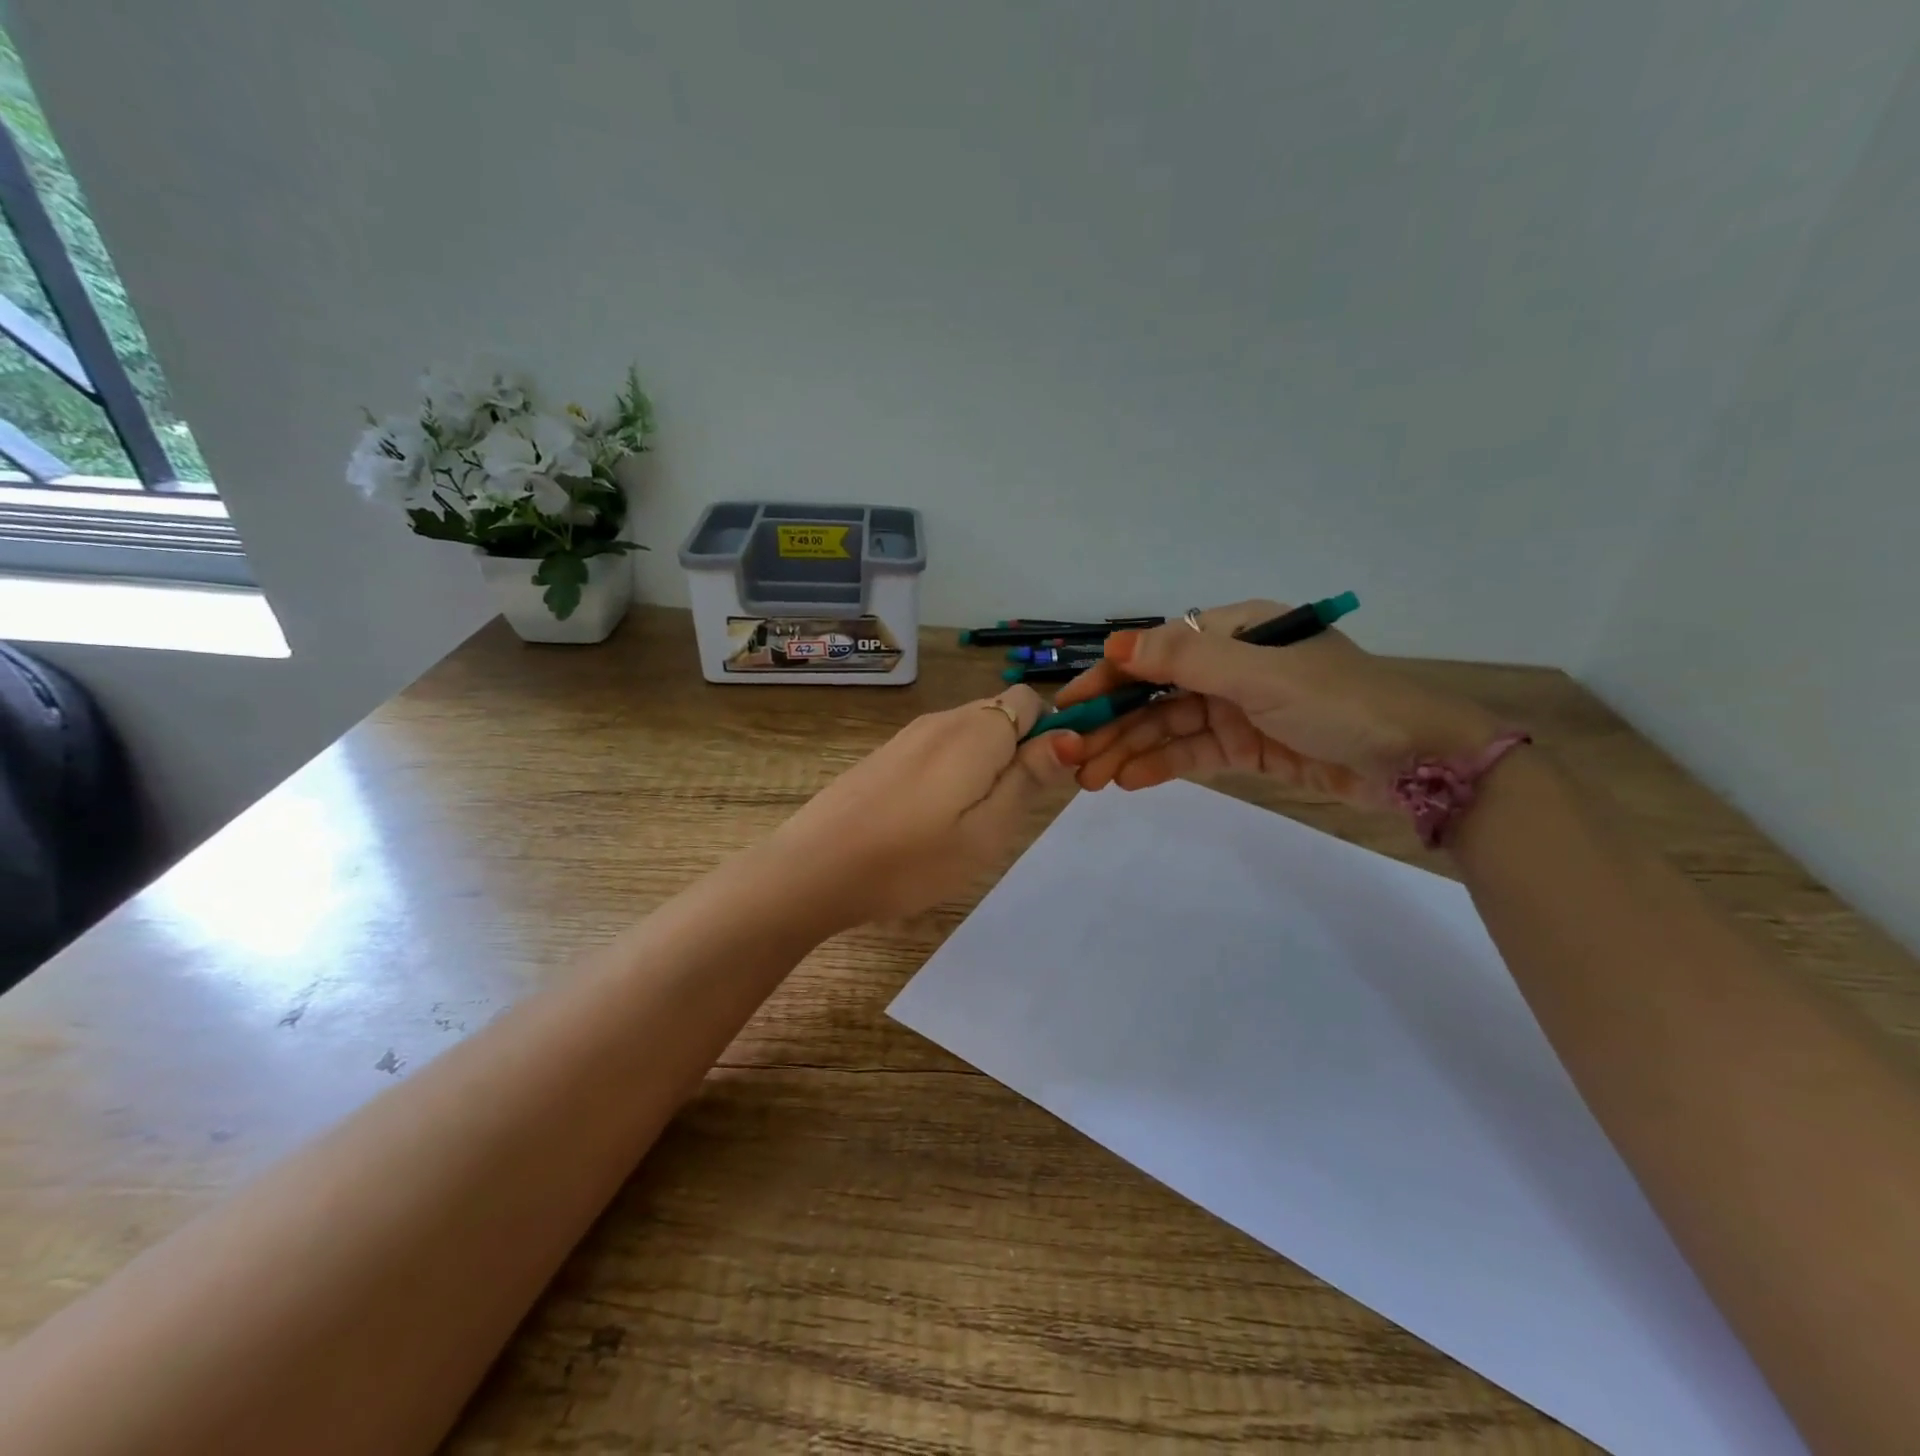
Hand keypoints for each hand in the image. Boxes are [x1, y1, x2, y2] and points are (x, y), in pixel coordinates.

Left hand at [766, 685, 1078, 927]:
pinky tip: (930, 821)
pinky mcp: (884, 756)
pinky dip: (951, 774)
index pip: (1029, 700)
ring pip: (968, 735)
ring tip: (967, 825)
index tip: (1047, 783)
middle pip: (998, 715)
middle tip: (1006, 814)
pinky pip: (937, 751)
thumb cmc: (911, 859)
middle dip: (1017, 753)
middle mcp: (942, 720)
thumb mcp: (987, 831)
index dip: (1049, 733)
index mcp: (975, 731)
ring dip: (984, 767)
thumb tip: (1068, 735)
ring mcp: (907, 737)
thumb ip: (1029, 778)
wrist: (813, 868)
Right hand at [1055, 600, 1499, 808]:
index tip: (1070, 705)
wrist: (1417, 763)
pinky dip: (1162, 764)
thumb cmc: (1339, 704)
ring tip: (1091, 778)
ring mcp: (1238, 707)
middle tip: (1073, 756)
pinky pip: (1193, 752)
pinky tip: (1130, 780)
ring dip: (1130, 748)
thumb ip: (1187, 661)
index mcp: (1234, 631)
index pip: (1155, 652)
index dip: (1110, 677)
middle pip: (1157, 692)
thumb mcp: (1261, 675)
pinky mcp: (1247, 745)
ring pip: (1169, 726)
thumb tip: (1114, 645)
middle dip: (1115, 722)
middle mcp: (1230, 665)